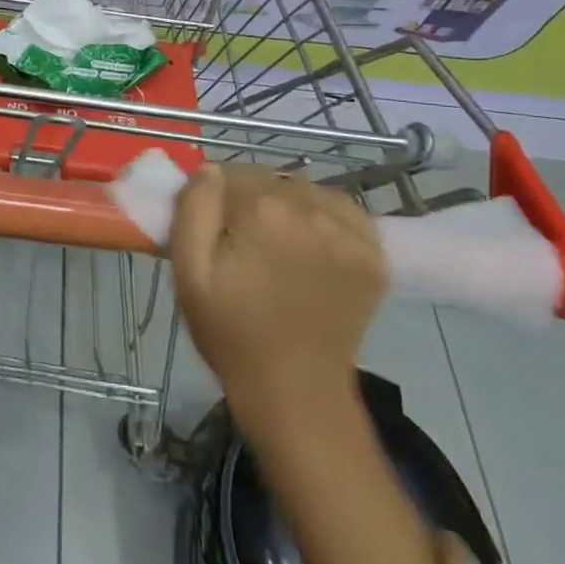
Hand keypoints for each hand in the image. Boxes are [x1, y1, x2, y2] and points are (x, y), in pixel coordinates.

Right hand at [171, 164, 388, 421]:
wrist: (295, 393)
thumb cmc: (231, 332)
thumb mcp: (189, 272)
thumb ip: (194, 208)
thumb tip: (209, 170)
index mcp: (264, 210)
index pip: (229, 174)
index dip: (215, 200)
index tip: (214, 233)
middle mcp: (312, 209)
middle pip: (269, 180)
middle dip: (251, 201)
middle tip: (243, 245)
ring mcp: (350, 231)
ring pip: (304, 190)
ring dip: (288, 205)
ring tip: (278, 246)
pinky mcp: (374, 252)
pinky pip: (340, 208)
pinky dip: (323, 217)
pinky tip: (311, 245)